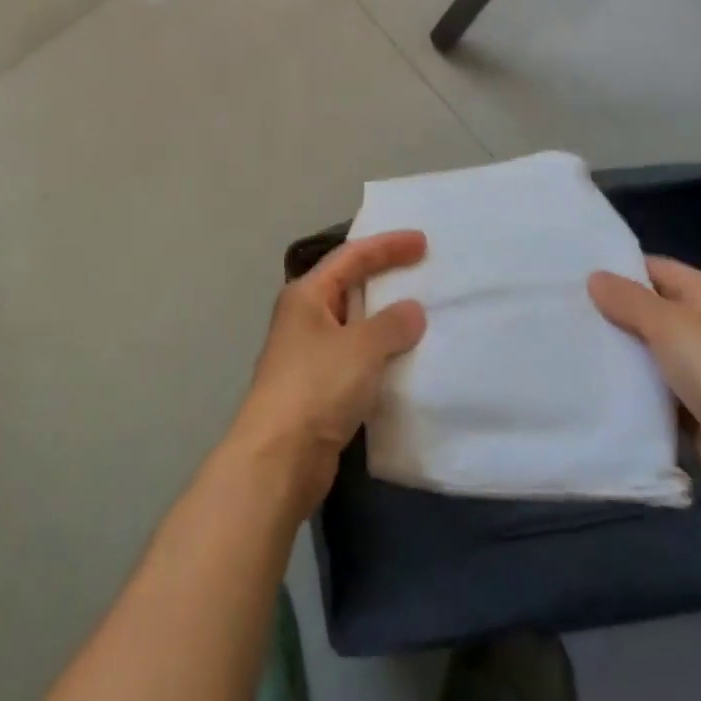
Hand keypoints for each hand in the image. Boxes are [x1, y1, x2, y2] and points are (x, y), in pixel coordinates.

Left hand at [230, 231, 427, 516]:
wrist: (278, 459)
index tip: (422, 241)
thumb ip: (391, 325)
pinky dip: (380, 354)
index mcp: (307, 295)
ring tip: (422, 313)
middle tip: (422, 271)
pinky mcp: (318, 389)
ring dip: (384, 319)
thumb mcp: (361, 348)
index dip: (387, 245)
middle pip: (349, 285)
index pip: (351, 256)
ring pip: (353, 324)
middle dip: (384, 277)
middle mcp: (304, 317)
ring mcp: (309, 354)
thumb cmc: (316, 387)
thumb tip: (412, 310)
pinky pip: (356, 358)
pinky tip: (404, 359)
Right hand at [589, 257, 700, 510]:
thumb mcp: (669, 325)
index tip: (575, 276)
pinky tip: (596, 380)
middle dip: (614, 312)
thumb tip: (593, 278)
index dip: (619, 271)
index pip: (657, 269)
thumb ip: (628, 300)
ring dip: (621, 351)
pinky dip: (633, 385)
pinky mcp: (697, 405)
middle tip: (566, 309)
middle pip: (652, 309)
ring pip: (651, 349)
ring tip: (572, 342)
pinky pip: (656, 385)